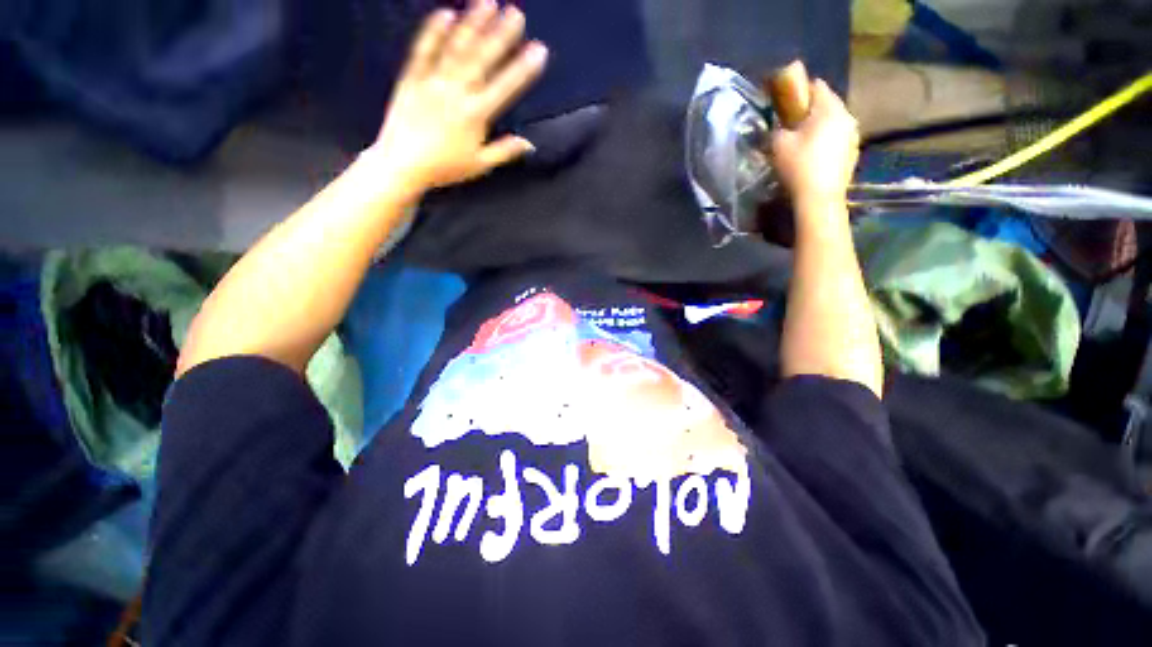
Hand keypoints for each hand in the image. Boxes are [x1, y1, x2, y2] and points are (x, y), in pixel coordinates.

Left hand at [368, 0, 547, 191]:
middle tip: (517, 13)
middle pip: (482, 60)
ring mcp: (432, 82)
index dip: (523, 69)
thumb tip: (529, 144)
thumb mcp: (480, 165)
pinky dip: (433, 32)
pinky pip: (422, 51)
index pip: (505, 88)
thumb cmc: (445, 168)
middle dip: (501, 36)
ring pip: (456, 49)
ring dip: (473, 24)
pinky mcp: (411, 79)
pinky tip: (446, 13)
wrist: (403, 165)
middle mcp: (456, 93)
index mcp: (475, 116)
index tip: (539, 50)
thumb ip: (504, 152)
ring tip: (488, 2)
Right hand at [771, 79, 859, 204]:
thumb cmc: (799, 166)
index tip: (787, 102)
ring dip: (820, 126)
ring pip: (834, 121)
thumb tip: (780, 126)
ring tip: (804, 141)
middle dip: (811, 110)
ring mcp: (853, 135)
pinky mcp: (854, 152)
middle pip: (828, 104)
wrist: (819, 197)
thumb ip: (778, 128)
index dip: (800, 90)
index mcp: (829, 108)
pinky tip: (815, 156)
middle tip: (793, 124)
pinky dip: (827, 141)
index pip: (817, 86)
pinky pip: (839, 138)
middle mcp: (847, 115)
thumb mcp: (779, 144)